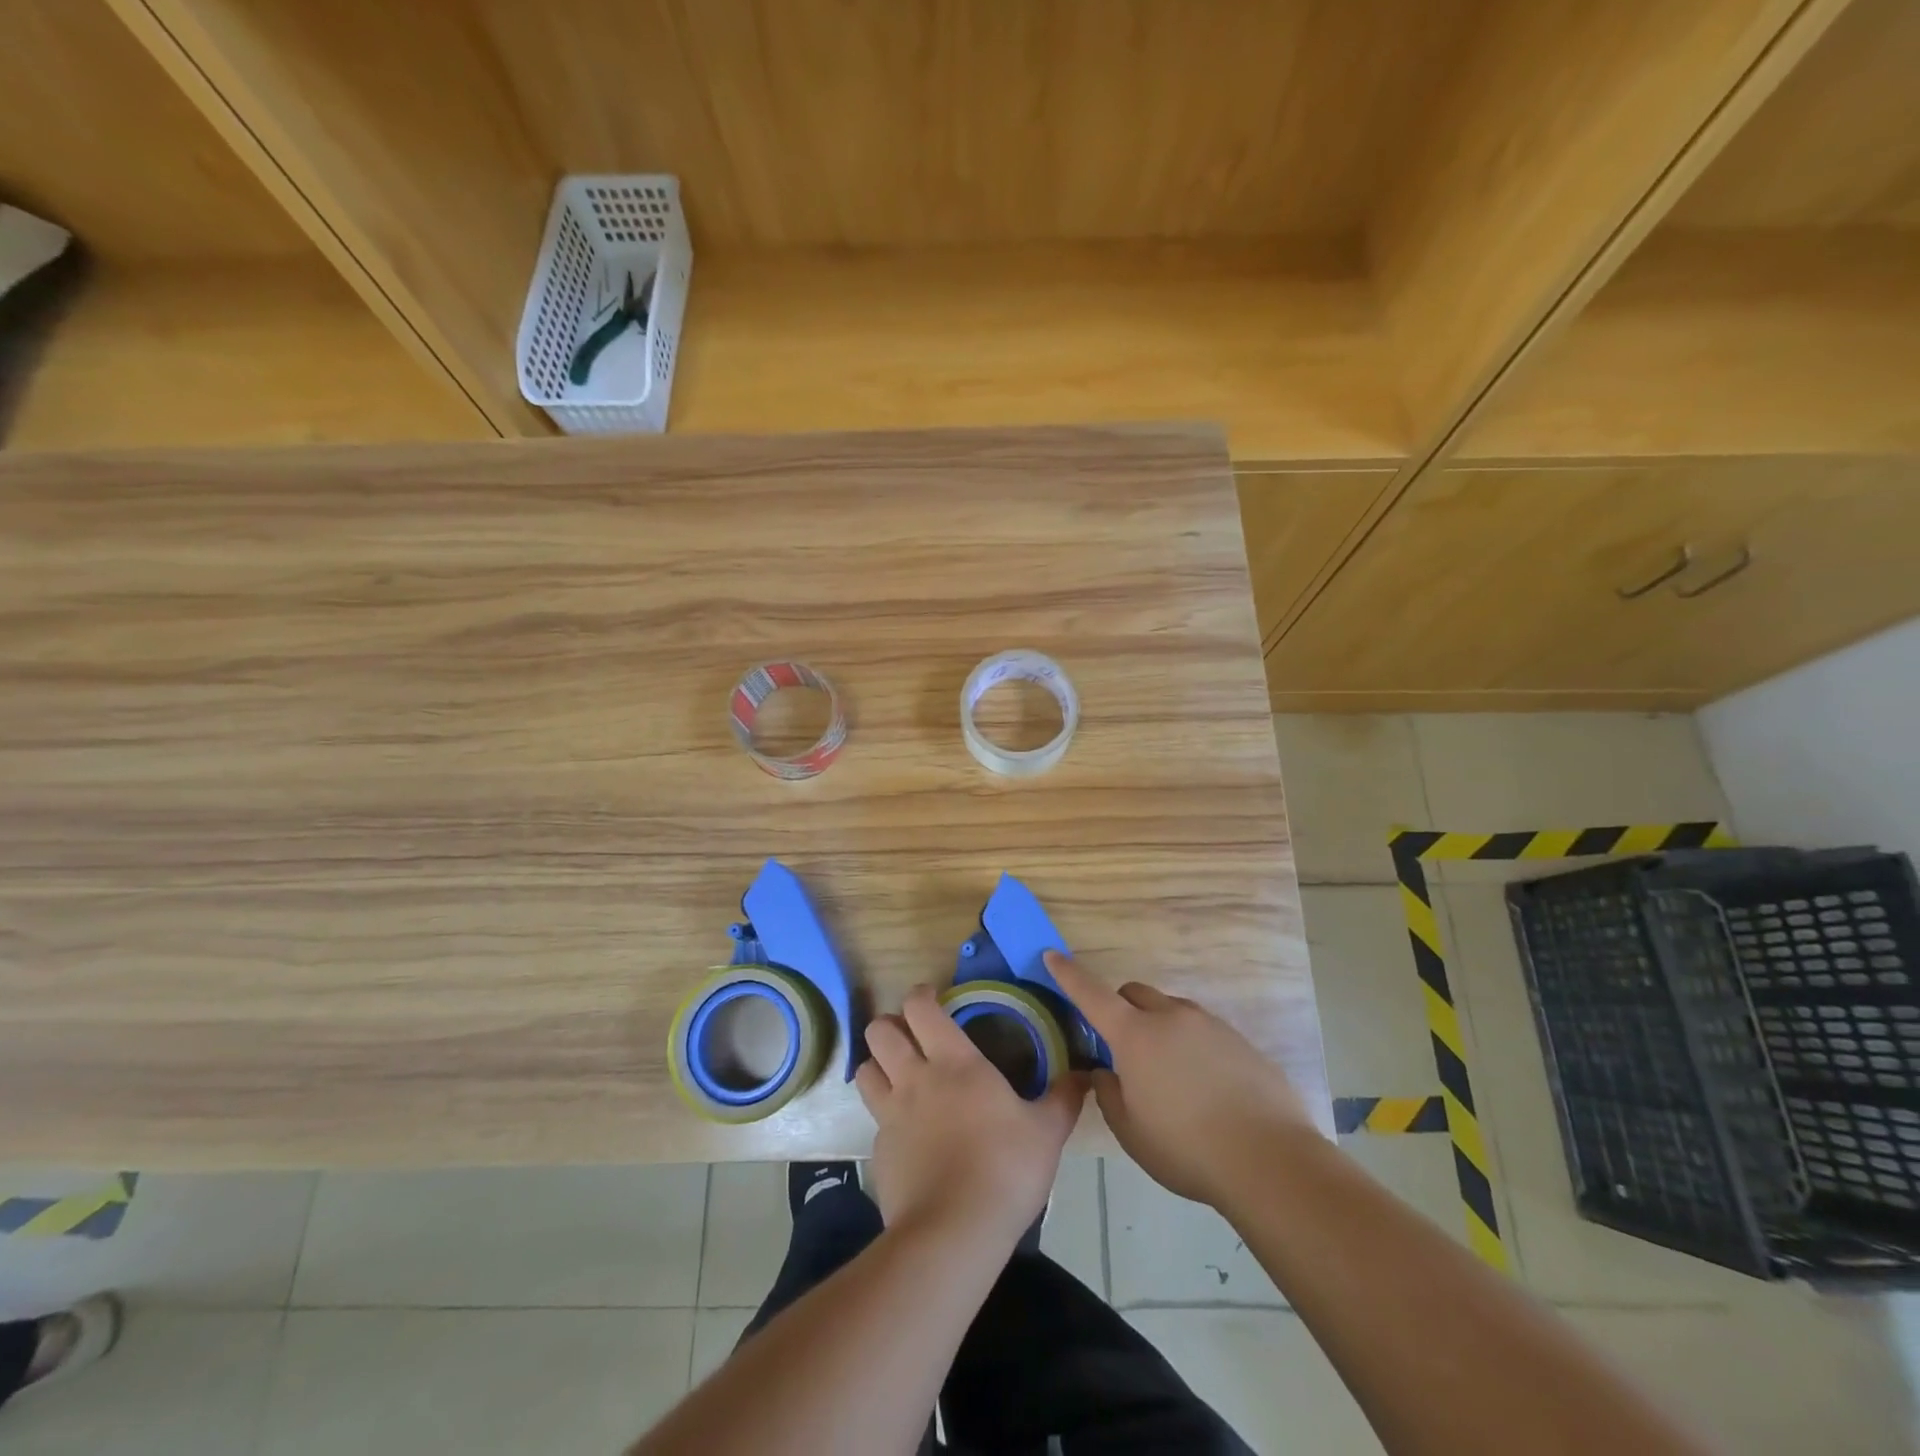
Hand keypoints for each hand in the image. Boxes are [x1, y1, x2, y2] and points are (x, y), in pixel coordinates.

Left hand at [856, 985, 1084, 1252]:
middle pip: (879, 1030)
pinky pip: (874, 1119)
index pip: (920, 1008)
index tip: (933, 997)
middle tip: (912, 1035)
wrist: (953, 1233)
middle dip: (890, 1024)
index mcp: (954, 1062)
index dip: (920, 995)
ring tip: (898, 1073)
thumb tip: (1085, 1075)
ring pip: (865, 1069)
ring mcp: (890, 1115)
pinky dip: (885, 1115)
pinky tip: (907, 1133)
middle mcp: (914, 1078)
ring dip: (877, 1063)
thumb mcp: (1047, 1133)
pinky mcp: (879, 1152)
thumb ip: (1063, 1099)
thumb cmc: (1005, 1169)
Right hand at [1047, 951, 1315, 1207]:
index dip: (1068, 974)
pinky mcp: (1239, 1041)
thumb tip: (1105, 1073)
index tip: (1052, 955)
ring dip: (1158, 1028)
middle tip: (1121, 1047)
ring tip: (1168, 1076)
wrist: (1270, 1160)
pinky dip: (1190, 1046)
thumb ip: (1109, 1095)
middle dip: (1120, 1009)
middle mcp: (1170, 1017)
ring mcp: (1209, 1025)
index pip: (1091, 993)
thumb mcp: (1131, 1131)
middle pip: (1134, 994)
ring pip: (1171, 1011)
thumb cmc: (1186, 1148)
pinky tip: (1204, 1089)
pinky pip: (1202, 1032)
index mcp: (1135, 1035)